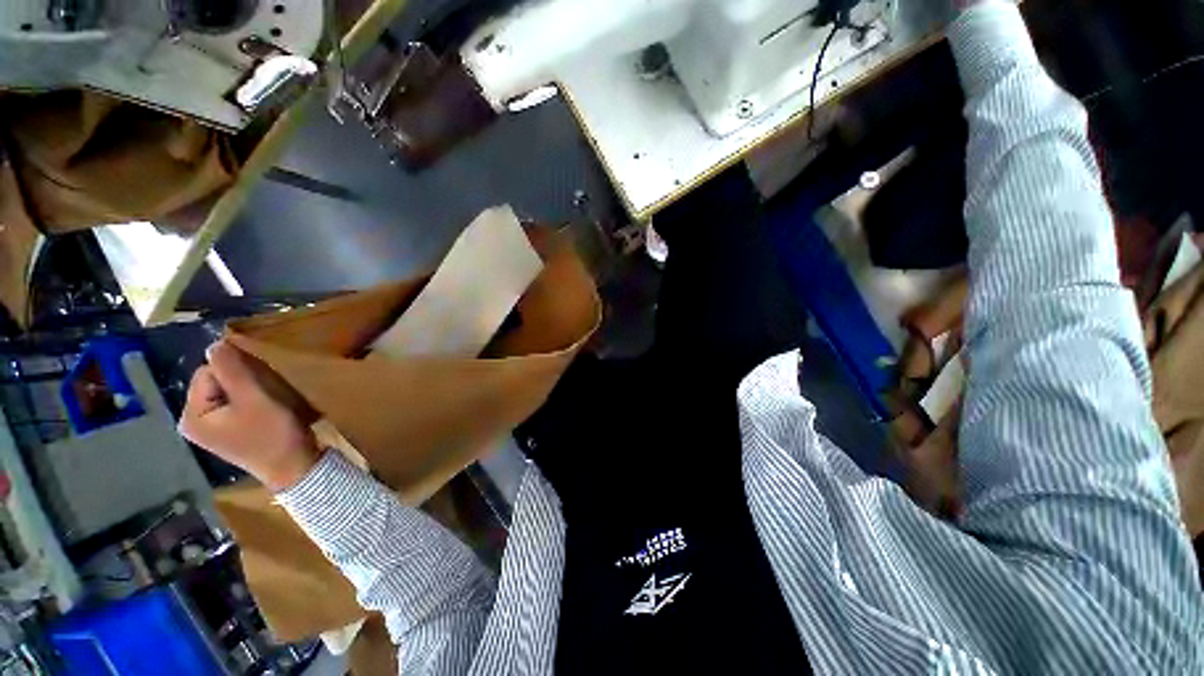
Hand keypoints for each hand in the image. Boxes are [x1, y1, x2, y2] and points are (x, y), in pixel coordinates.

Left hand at [179, 340, 320, 491]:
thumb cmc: (273, 434)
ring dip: (251, 391)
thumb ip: (232, 370)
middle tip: (268, 395)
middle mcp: (193, 421)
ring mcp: (211, 429)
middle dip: (243, 382)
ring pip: (228, 393)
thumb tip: (216, 343)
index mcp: (192, 415)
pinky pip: (235, 405)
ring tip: (270, 404)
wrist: (295, 467)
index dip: (238, 373)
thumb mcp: (255, 399)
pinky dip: (253, 402)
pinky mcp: (228, 433)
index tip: (262, 386)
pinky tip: (267, 412)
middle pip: (216, 382)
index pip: (208, 372)